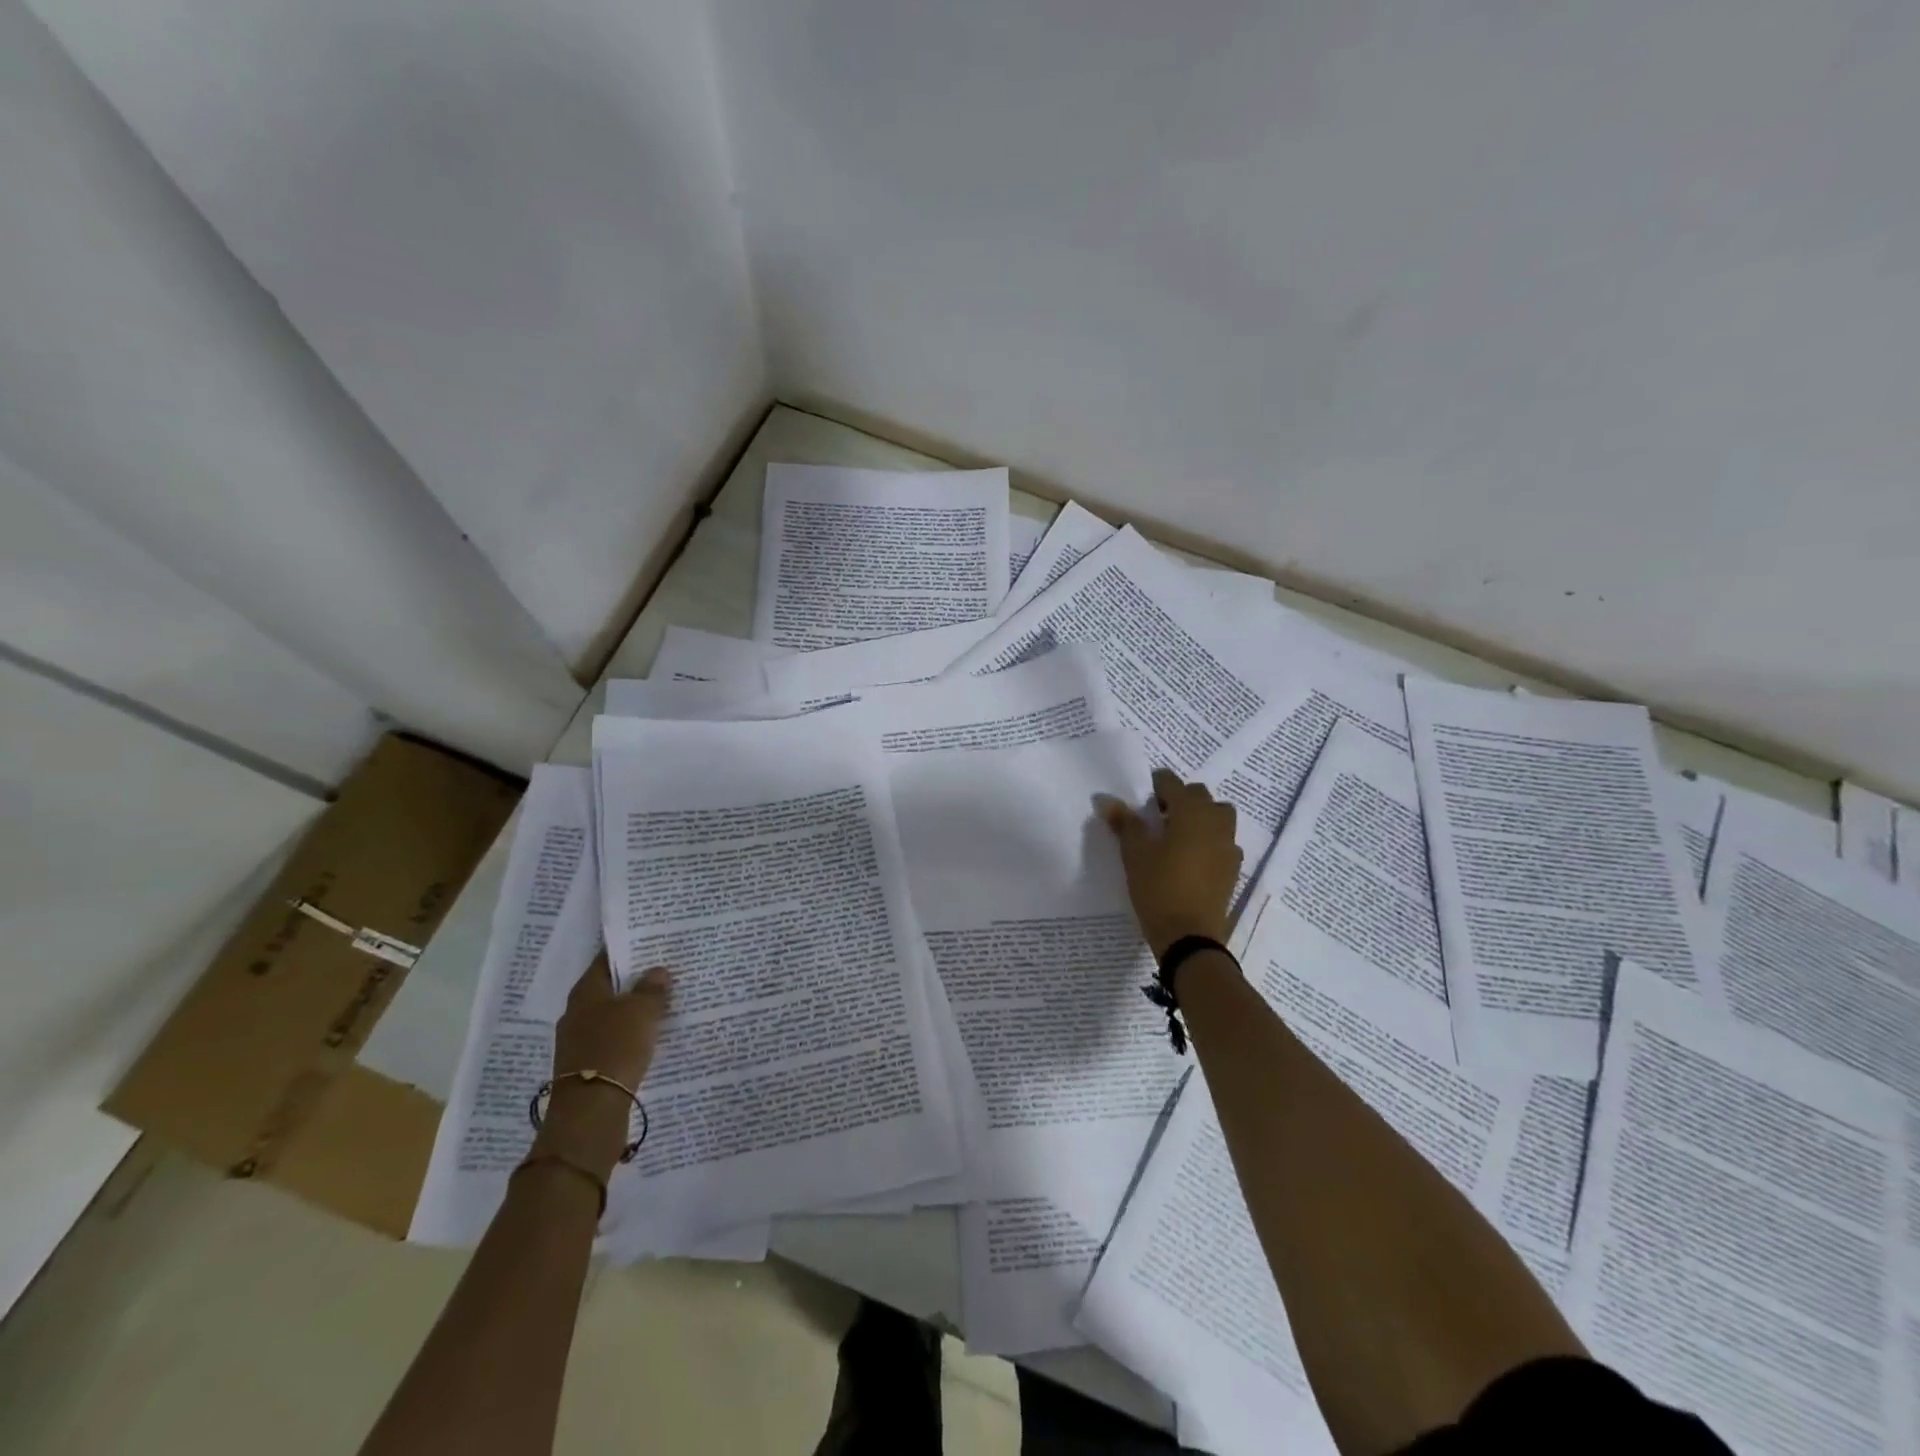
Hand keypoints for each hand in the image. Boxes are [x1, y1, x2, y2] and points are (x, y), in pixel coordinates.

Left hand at [536, 953, 671, 1174]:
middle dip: (635, 980)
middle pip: (610, 987)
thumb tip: (658, 971)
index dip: (629, 949)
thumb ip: (652, 989)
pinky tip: (652, 1035)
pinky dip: (631, 1033)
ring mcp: (580, 1041)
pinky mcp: (589, 1065)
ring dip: (634, 1009)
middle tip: (666, 970)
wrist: (591, 1112)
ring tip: (665, 1001)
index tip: (653, 942)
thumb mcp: (642, 1012)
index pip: (607, 959)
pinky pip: (614, 1039)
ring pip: (612, 1014)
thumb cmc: (615, 1049)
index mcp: (586, 992)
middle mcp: (578, 1012)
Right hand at [1100, 769, 1242, 959]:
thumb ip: (1124, 823)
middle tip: (1157, 813)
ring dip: (1200, 816)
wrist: (1189, 936)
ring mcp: (1228, 846)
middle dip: (1180, 798)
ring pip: (1218, 816)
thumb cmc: (1158, 888)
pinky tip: (1191, 856)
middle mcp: (1215, 823)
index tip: (1143, 793)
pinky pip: (1223, 841)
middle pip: (1200, 796)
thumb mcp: (1135, 854)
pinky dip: (1209, 838)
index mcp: (1191, 813)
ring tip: (1177, 832)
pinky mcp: (1232, 869)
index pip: (1174, 783)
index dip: (1157, 783)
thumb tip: (1107, 800)